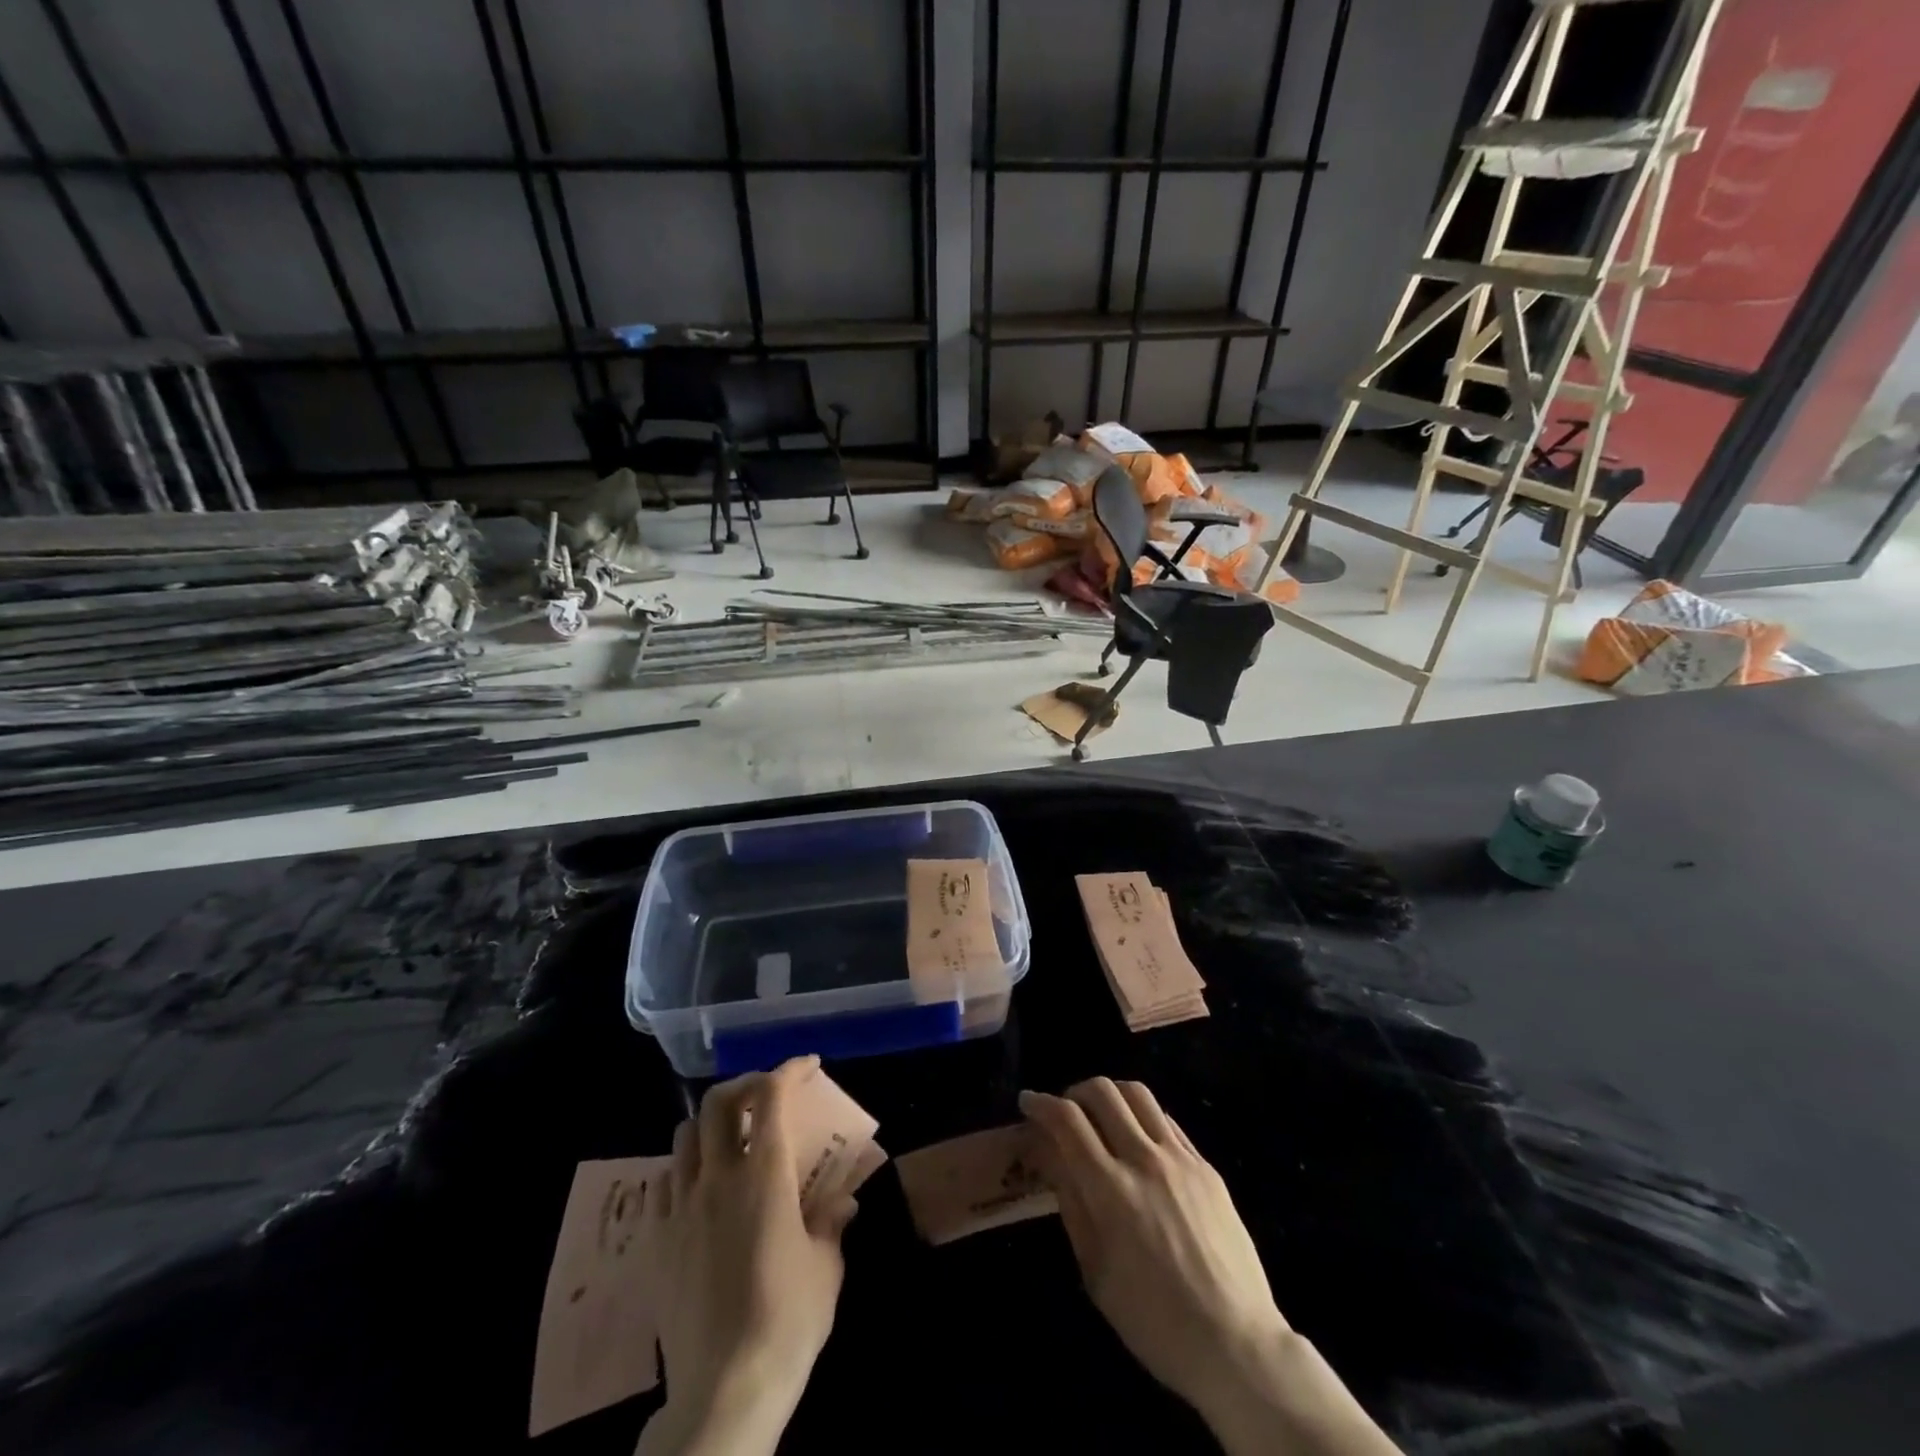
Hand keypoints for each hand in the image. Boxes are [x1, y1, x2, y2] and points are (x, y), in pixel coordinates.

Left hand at [639, 1057, 856, 1455]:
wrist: (725, 1389)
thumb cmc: (788, 1320)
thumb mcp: (826, 1266)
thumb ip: (831, 1221)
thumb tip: (843, 1199)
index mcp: (763, 1175)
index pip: (771, 1097)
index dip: (789, 1070)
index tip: (808, 1066)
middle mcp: (718, 1177)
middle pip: (718, 1102)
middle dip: (745, 1084)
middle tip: (766, 1093)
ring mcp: (681, 1207)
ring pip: (685, 1134)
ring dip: (711, 1123)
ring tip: (731, 1138)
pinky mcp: (657, 1240)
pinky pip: (663, 1182)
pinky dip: (685, 1167)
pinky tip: (701, 1188)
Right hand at [1022, 1079, 1398, 1455]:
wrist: (1236, 1344)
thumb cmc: (1154, 1321)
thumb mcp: (1096, 1273)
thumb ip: (1072, 1204)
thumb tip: (1051, 1155)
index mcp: (1112, 1191)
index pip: (1068, 1121)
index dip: (1041, 1104)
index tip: (1029, 1103)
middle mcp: (1145, 1161)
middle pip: (1102, 1092)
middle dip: (1073, 1092)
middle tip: (1063, 1111)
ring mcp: (1181, 1159)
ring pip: (1137, 1093)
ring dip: (1109, 1094)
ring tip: (1100, 1114)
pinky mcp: (1206, 1166)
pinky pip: (1167, 1120)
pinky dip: (1141, 1115)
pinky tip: (1137, 1136)